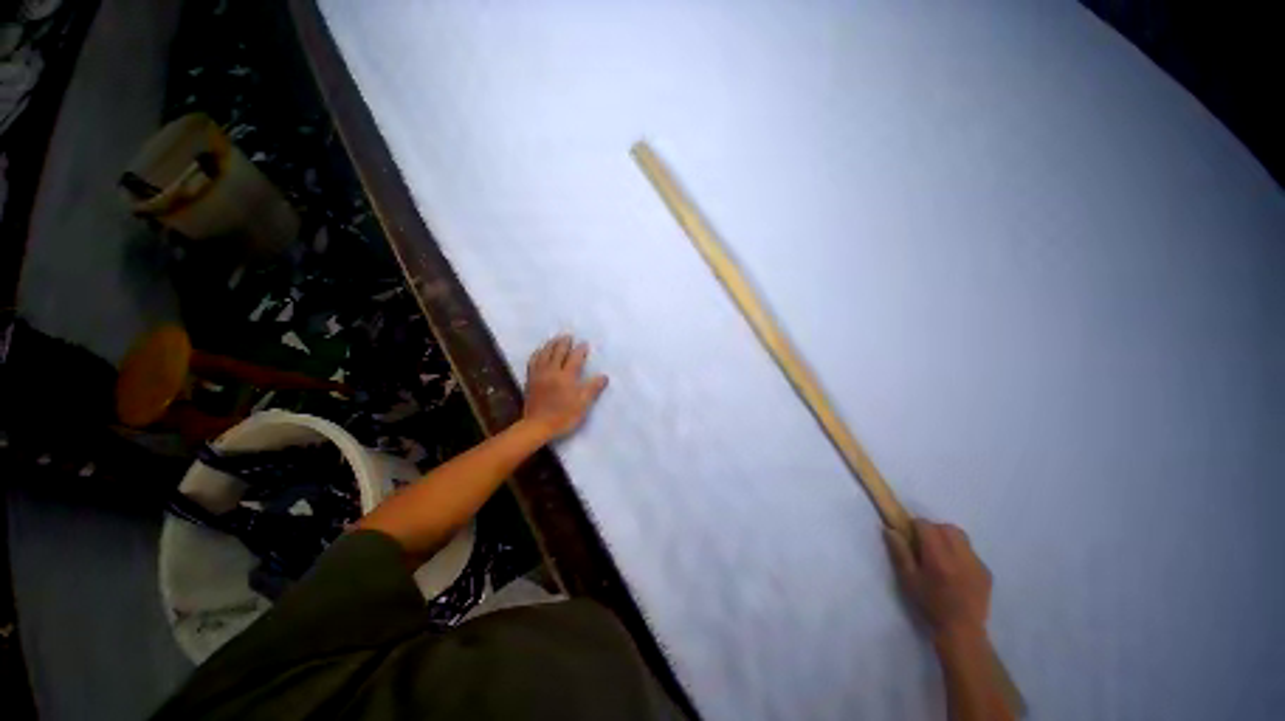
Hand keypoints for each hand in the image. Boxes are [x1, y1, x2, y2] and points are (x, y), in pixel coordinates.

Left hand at [523, 335, 608, 438]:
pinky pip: (533, 361)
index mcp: (566, 376)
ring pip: (544, 354)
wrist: (538, 425)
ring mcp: (539, 374)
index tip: (584, 344)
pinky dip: (538, 353)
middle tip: (568, 336)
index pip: (575, 358)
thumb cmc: (563, 417)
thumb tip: (604, 376)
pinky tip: (539, 352)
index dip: (580, 350)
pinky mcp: (530, 380)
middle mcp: (552, 371)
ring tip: (555, 339)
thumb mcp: (582, 405)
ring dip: (551, 344)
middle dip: (564, 343)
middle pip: (558, 352)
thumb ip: (593, 389)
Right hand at [884, 519, 991, 642]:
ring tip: (941, 559)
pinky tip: (956, 575)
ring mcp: (976, 559)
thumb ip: (901, 555)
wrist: (961, 628)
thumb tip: (890, 531)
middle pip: (945, 527)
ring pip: (961, 537)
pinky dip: (961, 556)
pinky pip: (971, 554)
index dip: (916, 527)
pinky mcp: (985, 568)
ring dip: (949, 540)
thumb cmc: (931, 608)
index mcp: (939, 555)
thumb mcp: (910, 584)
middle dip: (933, 531)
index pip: (926, 526)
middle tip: (924, 549)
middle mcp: (960, 551)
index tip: (909, 535)